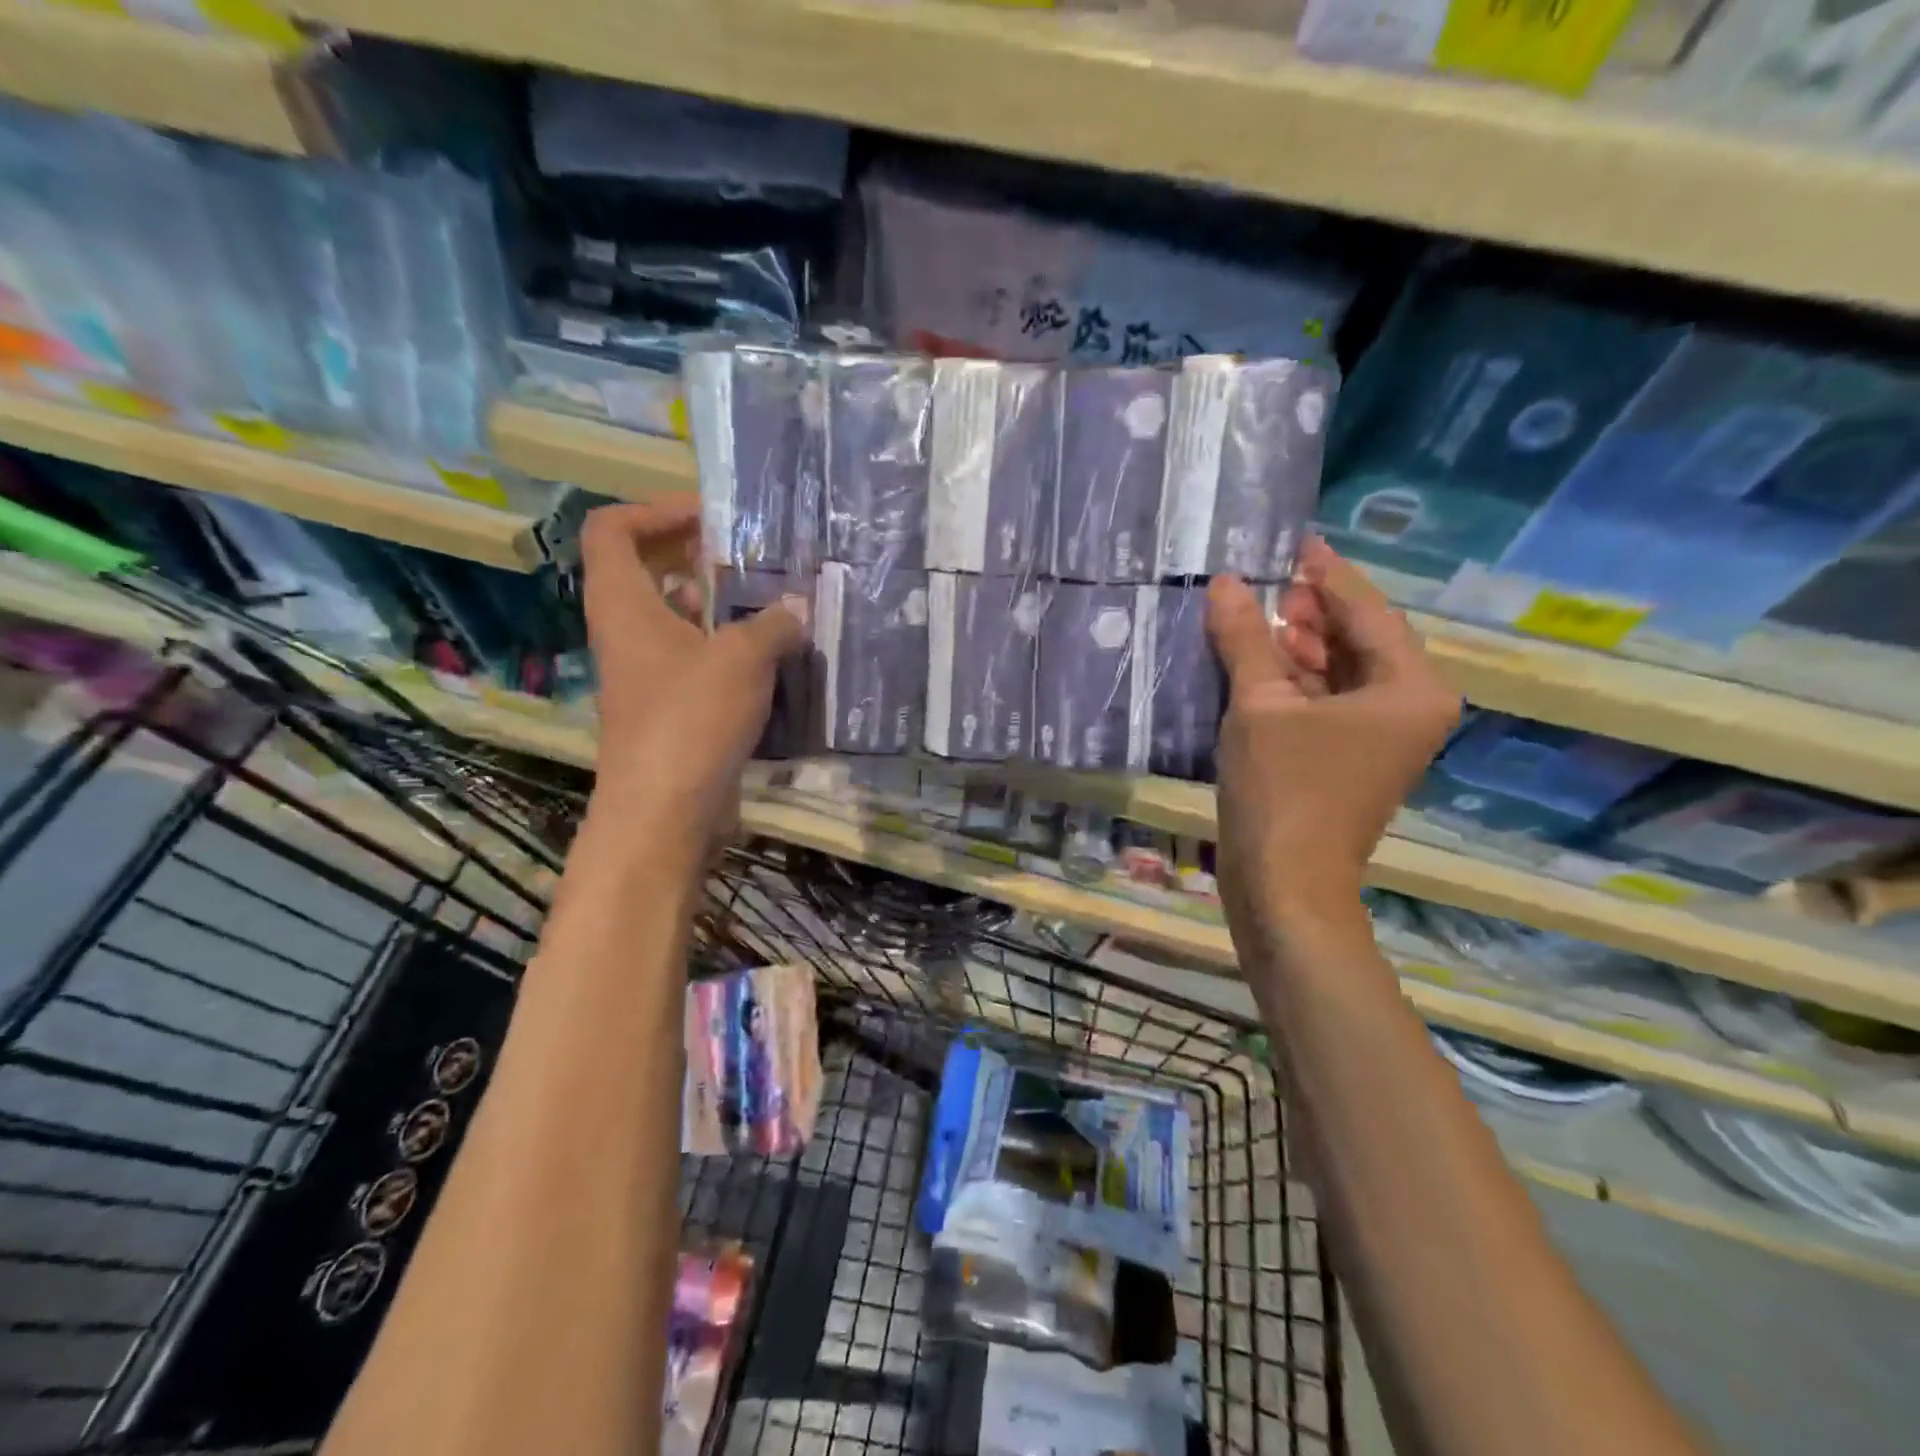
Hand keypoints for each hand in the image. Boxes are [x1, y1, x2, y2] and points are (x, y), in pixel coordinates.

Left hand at [580, 500, 806, 834]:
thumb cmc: (691, 719)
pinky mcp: (667, 707)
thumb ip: (774, 623)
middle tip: (748, 556)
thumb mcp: (743, 658)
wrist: (665, 810)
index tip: (710, 518)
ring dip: (717, 605)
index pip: (612, 530)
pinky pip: (693, 658)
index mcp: (623, 604)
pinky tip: (771, 655)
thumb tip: (798, 607)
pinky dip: (725, 648)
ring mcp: (645, 672)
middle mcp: (625, 631)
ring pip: (673, 618)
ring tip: (769, 601)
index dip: (655, 510)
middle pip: (645, 570)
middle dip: (695, 556)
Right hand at [1206, 536, 1458, 941]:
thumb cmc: (1283, 790)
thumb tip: (1225, 582)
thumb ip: (1244, 638)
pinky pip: (1324, 700)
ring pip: (1336, 670)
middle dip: (1306, 608)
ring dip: (1293, 643)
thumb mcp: (1259, 706)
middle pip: (1355, 638)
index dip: (1324, 572)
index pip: (1365, 609)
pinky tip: (1252, 660)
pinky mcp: (1349, 756)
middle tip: (1257, 578)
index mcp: (1410, 686)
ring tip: (1247, 611)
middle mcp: (1408, 705)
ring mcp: (1380, 735)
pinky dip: (1291, 679)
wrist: (1285, 885)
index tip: (1291, 539)